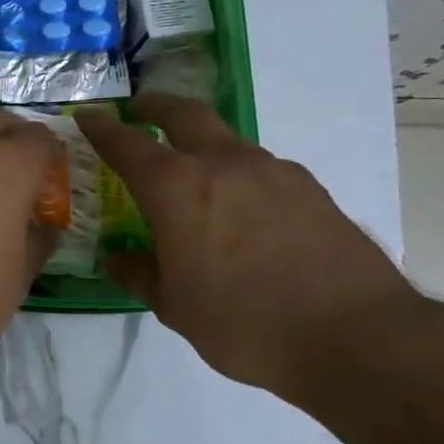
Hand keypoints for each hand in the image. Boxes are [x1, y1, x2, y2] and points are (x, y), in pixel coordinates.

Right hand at [74, 94, 423, 403]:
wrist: (357, 337)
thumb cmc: (245, 323)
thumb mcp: (175, 307)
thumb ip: (140, 274)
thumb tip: (118, 260)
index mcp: (177, 188)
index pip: (127, 144)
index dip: (103, 128)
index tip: (87, 116)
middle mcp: (223, 164)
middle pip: (184, 114)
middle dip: (155, 106)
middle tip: (138, 109)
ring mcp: (274, 172)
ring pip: (227, 142)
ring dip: (201, 146)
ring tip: (193, 178)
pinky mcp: (311, 190)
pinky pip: (261, 170)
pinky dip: (239, 176)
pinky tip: (242, 213)